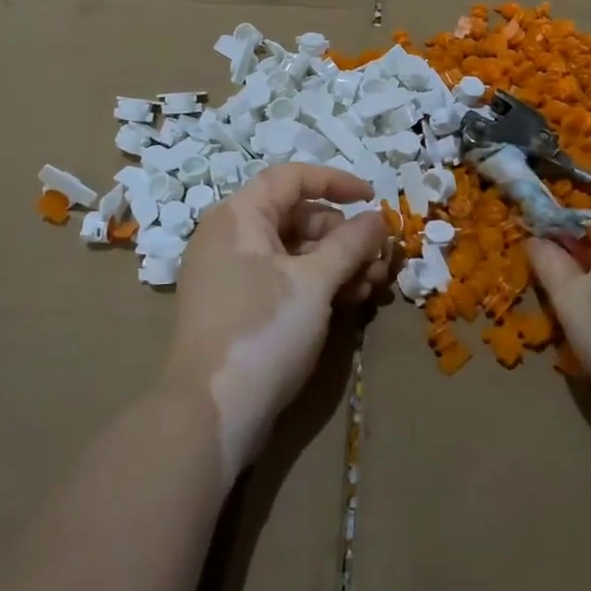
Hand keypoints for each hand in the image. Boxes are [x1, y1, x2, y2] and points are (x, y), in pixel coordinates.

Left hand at [161, 165, 390, 477]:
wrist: (210, 413)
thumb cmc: (263, 329)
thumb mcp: (314, 281)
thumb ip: (350, 243)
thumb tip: (378, 218)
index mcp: (240, 216)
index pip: (292, 178)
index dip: (336, 181)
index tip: (373, 198)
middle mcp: (232, 236)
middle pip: (297, 216)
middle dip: (344, 235)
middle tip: (379, 260)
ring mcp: (233, 274)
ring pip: (296, 252)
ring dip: (338, 263)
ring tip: (372, 287)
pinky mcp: (240, 306)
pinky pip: (285, 279)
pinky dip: (318, 285)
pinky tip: (351, 302)